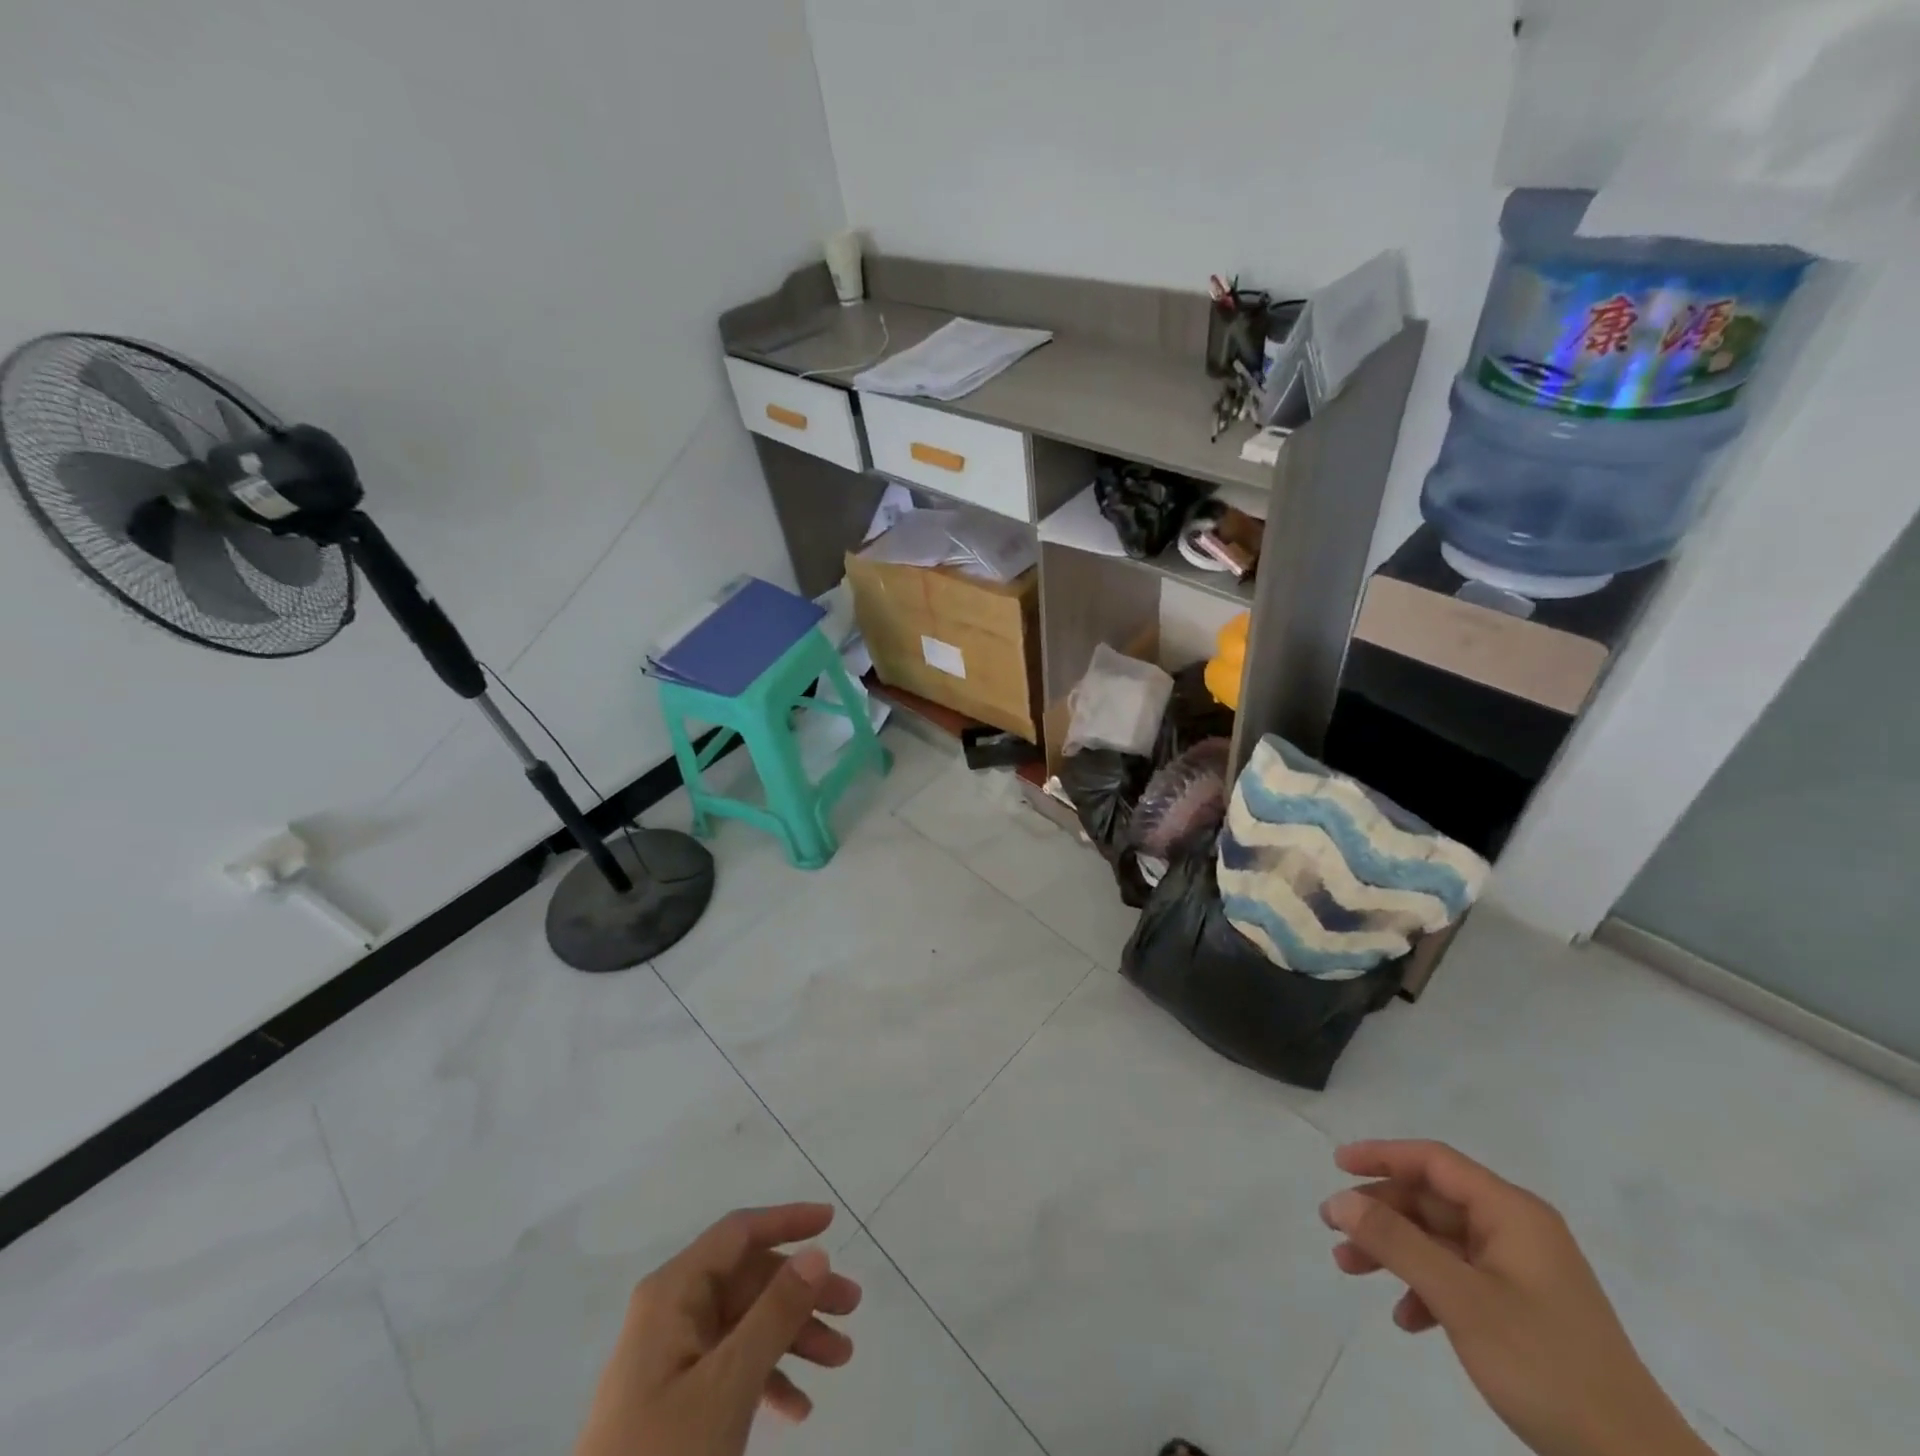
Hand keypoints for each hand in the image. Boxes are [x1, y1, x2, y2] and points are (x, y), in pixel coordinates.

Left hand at [573, 1203, 861, 1455]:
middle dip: (802, 1292)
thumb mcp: (728, 1383)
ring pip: (746, 1324)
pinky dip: (768, 1378)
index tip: (832, 1222)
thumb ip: (775, 1312)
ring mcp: (672, 1358)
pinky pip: (732, 1367)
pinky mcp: (675, 1401)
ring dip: (794, 1337)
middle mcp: (671, 1313)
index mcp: (673, 1293)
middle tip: (852, 1308)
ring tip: (841, 1359)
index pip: (738, 1234)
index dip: (786, 1221)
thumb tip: (816, 1252)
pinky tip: (799, 1409)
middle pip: (749, 1280)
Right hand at [1322, 1141, 1709, 1455]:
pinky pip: (1460, 1278)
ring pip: (1439, 1240)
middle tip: (1333, 1229)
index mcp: (1512, 1212)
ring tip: (1351, 1269)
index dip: (1381, 1155)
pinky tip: (1407, 1320)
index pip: (1434, 1160)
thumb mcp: (1461, 1299)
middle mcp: (1517, 1230)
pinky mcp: (1524, 1308)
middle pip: (1431, 1200)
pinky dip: (1426, 1289)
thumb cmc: (1545, 1364)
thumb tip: (1340, 1199)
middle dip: (1380, 1213)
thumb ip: (1396, 1242)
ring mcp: (1522, 1270)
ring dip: (1395, 1251)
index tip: (1337, 1165)